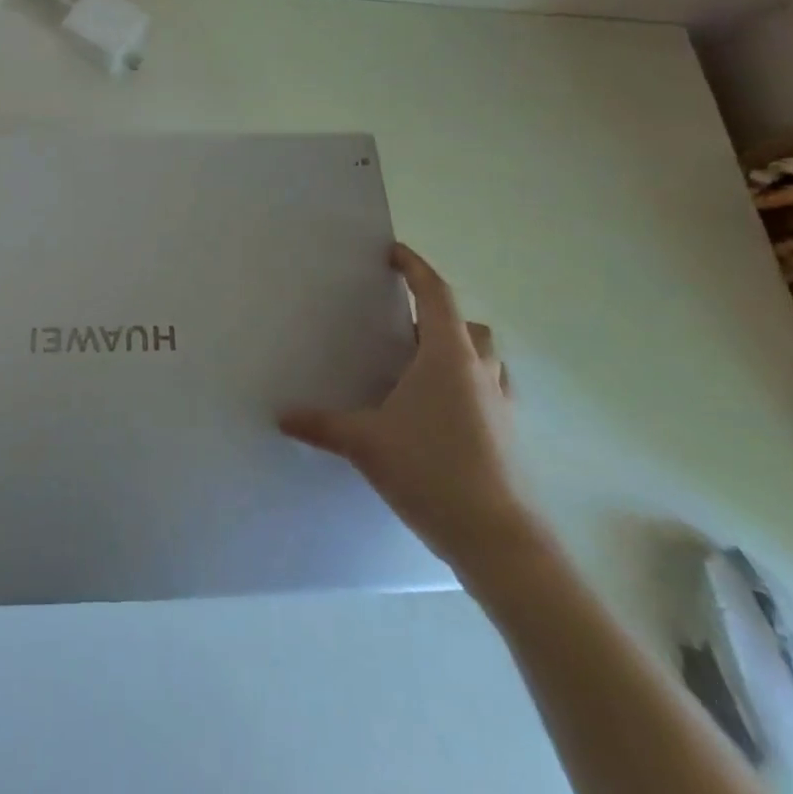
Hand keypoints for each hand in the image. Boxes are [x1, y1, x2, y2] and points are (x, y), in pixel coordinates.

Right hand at [280, 242, 541, 573]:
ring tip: (421, 369)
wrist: (498, 541)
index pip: (435, 294)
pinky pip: (490, 393)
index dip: (416, 268)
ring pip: (484, 360)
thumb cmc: (431, 471)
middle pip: (465, 325)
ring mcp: (501, 405)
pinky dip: (468, 388)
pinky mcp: (509, 437)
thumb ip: (322, 425)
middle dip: (437, 316)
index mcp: (446, 357)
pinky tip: (441, 414)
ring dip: (458, 352)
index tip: (395, 252)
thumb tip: (283, 416)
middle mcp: (480, 372)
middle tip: (401, 327)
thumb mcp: (365, 443)